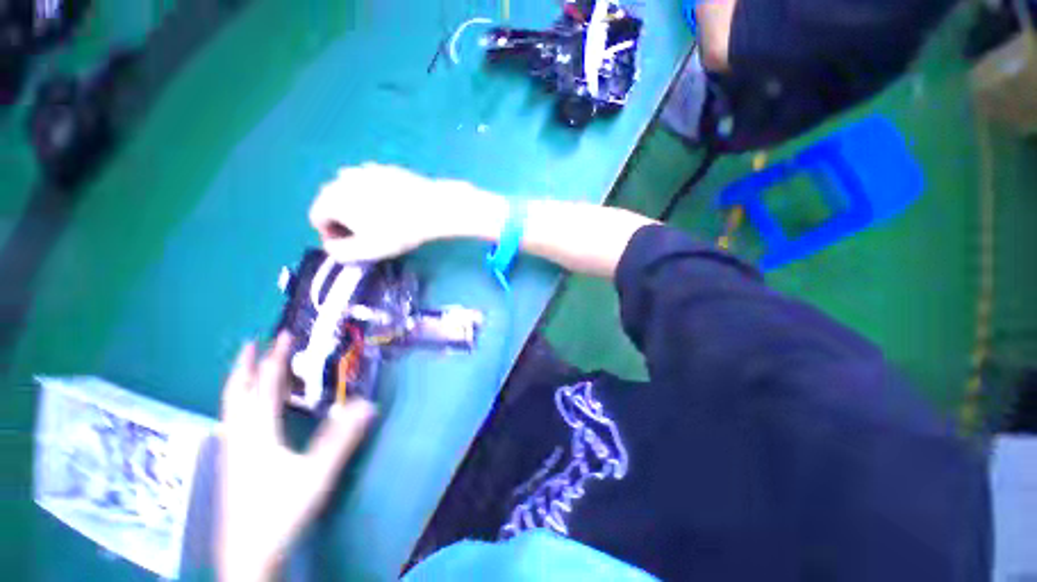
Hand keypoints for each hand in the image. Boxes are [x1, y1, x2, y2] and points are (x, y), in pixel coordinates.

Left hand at [216, 333, 376, 581]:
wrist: (248, 554)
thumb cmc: (280, 511)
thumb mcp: (317, 473)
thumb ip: (342, 438)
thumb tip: (367, 405)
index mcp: (258, 432)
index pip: (265, 386)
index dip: (274, 359)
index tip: (283, 336)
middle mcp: (239, 435)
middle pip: (237, 392)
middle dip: (245, 365)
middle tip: (253, 343)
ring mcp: (232, 451)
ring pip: (231, 407)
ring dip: (240, 383)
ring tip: (250, 369)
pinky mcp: (231, 464)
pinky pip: (234, 421)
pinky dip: (240, 404)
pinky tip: (248, 412)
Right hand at [308, 163, 506, 261]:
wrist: (432, 207)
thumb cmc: (398, 231)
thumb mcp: (368, 250)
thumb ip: (341, 252)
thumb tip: (331, 247)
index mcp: (332, 198)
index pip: (317, 217)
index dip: (330, 234)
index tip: (350, 244)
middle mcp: (342, 178)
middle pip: (332, 202)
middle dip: (342, 219)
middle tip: (365, 234)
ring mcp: (364, 169)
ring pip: (351, 191)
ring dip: (358, 205)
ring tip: (380, 220)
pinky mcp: (384, 168)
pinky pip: (370, 183)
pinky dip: (374, 194)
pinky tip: (393, 205)